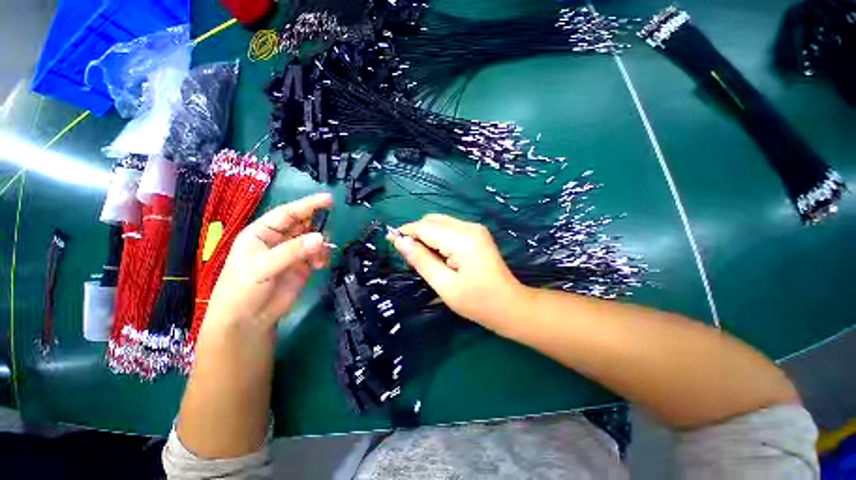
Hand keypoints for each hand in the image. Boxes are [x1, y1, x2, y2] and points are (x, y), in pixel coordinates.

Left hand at [204, 193, 332, 330]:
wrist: (248, 321)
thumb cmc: (243, 289)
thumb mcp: (262, 266)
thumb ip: (292, 251)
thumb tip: (322, 238)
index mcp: (262, 232)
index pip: (288, 213)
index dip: (308, 205)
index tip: (329, 199)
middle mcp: (278, 239)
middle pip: (303, 224)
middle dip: (317, 226)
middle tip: (328, 233)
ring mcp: (292, 253)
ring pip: (313, 239)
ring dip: (321, 245)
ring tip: (320, 257)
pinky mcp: (303, 266)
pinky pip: (318, 254)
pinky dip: (323, 257)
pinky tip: (320, 265)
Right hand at [390, 214, 527, 327]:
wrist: (509, 305)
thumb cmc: (477, 301)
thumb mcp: (444, 284)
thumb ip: (421, 260)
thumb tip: (400, 242)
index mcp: (461, 238)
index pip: (425, 227)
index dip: (406, 232)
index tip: (390, 241)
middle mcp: (469, 226)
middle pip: (432, 220)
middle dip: (416, 233)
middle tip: (409, 255)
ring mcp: (475, 229)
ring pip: (440, 222)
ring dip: (427, 235)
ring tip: (423, 257)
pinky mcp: (477, 234)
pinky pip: (449, 229)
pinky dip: (438, 237)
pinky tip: (438, 254)